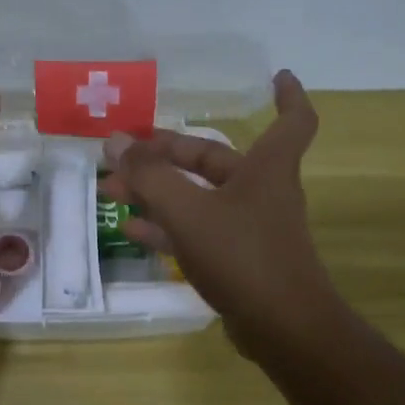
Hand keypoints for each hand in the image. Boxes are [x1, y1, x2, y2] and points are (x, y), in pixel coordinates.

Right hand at [100, 69, 339, 352]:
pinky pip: (197, 233)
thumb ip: (150, 176)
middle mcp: (262, 192)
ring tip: (112, 190)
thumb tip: (115, 141)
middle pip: (213, 161)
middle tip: (123, 153)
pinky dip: (168, 228)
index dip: (288, 96)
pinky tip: (131, 229)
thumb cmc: (243, 256)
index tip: (278, 77)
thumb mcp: (189, 211)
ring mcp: (250, 230)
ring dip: (158, 193)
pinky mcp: (238, 262)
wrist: (282, 328)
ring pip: (198, 199)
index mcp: (266, 168)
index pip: (292, 120)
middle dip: (165, 155)